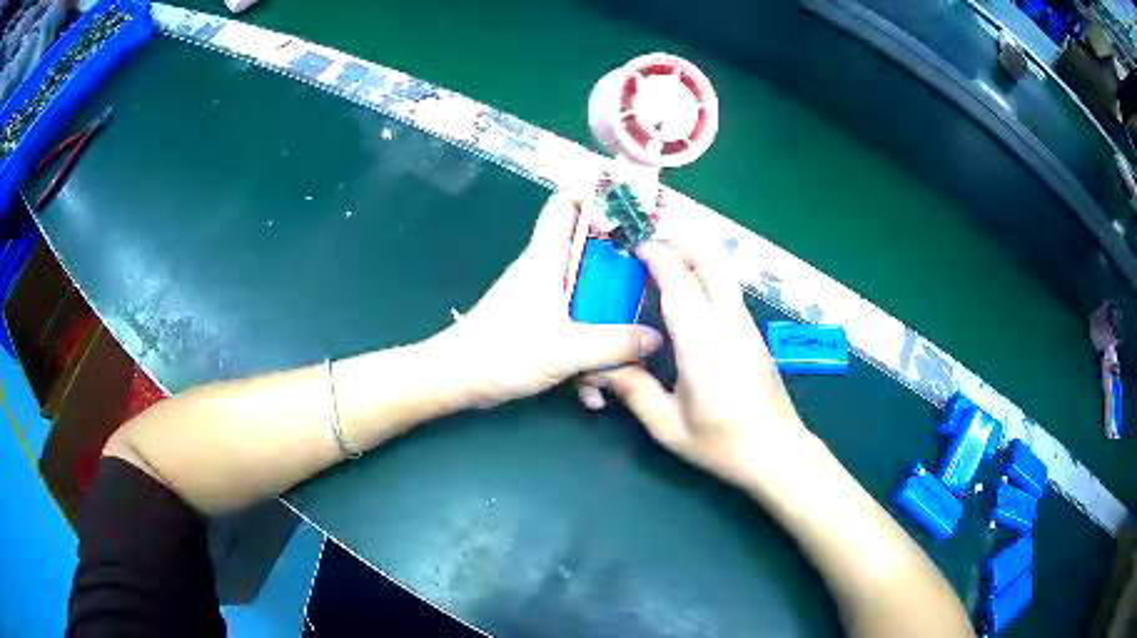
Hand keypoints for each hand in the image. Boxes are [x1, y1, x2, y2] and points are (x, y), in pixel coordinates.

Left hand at [431, 191, 662, 406]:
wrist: (459, 381)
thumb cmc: (505, 351)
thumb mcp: (567, 349)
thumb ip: (614, 343)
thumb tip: (654, 338)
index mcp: (547, 257)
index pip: (566, 204)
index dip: (596, 200)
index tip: (630, 218)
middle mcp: (547, 271)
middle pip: (589, 253)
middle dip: (620, 271)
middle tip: (648, 288)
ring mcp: (543, 300)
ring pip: (586, 297)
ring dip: (606, 326)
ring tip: (624, 359)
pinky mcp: (540, 326)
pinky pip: (575, 328)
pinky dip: (586, 353)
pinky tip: (591, 391)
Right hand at [592, 239, 811, 487]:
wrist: (778, 453)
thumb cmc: (723, 444)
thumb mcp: (668, 426)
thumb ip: (634, 391)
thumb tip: (603, 366)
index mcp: (704, 345)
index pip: (681, 283)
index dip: (657, 257)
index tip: (633, 247)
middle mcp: (729, 324)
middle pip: (712, 261)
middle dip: (681, 242)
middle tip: (649, 245)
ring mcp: (747, 326)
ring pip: (723, 272)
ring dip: (694, 257)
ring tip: (662, 265)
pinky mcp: (754, 333)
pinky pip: (727, 290)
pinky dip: (705, 276)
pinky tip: (686, 296)